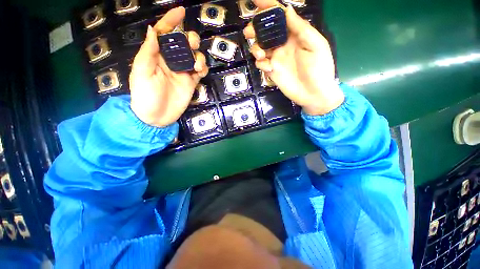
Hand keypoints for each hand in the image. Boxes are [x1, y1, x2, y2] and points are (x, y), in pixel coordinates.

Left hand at [129, 7, 208, 126]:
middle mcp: (171, 61)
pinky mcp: (191, 83)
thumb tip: (153, 29)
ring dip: (198, 56)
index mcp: (156, 55)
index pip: (163, 34)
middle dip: (189, 40)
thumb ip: (148, 52)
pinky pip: (200, 71)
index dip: (171, 21)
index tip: (181, 11)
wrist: (157, 117)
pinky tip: (200, 71)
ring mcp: (183, 72)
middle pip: (183, 44)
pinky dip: (203, 68)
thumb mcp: (142, 72)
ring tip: (196, 66)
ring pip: (194, 57)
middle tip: (191, 45)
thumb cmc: (145, 95)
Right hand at [244, 0, 343, 115]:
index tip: (256, 1)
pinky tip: (268, 68)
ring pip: (259, 47)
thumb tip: (287, 10)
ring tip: (261, 54)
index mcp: (295, 35)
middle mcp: (283, 44)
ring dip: (256, 47)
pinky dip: (260, 63)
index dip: (268, 7)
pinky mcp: (272, 71)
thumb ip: (301, 28)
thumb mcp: (316, 45)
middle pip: (265, 32)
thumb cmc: (319, 69)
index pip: (280, 17)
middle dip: (256, 29)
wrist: (313, 94)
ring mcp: (276, 58)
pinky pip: (261, 63)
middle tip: (250, 32)